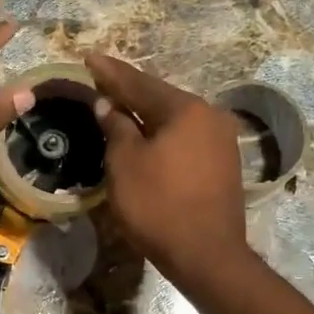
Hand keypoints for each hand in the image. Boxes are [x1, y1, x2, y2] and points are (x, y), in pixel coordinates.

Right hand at [86, 53, 249, 290]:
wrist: (206, 255)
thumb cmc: (158, 206)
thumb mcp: (125, 164)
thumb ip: (116, 127)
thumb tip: (109, 105)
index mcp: (185, 109)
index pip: (139, 83)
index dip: (110, 72)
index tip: (89, 58)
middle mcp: (210, 116)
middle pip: (161, 98)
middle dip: (130, 91)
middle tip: (102, 82)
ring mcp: (221, 141)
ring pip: (175, 119)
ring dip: (147, 115)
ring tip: (121, 108)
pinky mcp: (224, 165)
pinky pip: (186, 138)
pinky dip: (163, 134)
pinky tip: (148, 137)